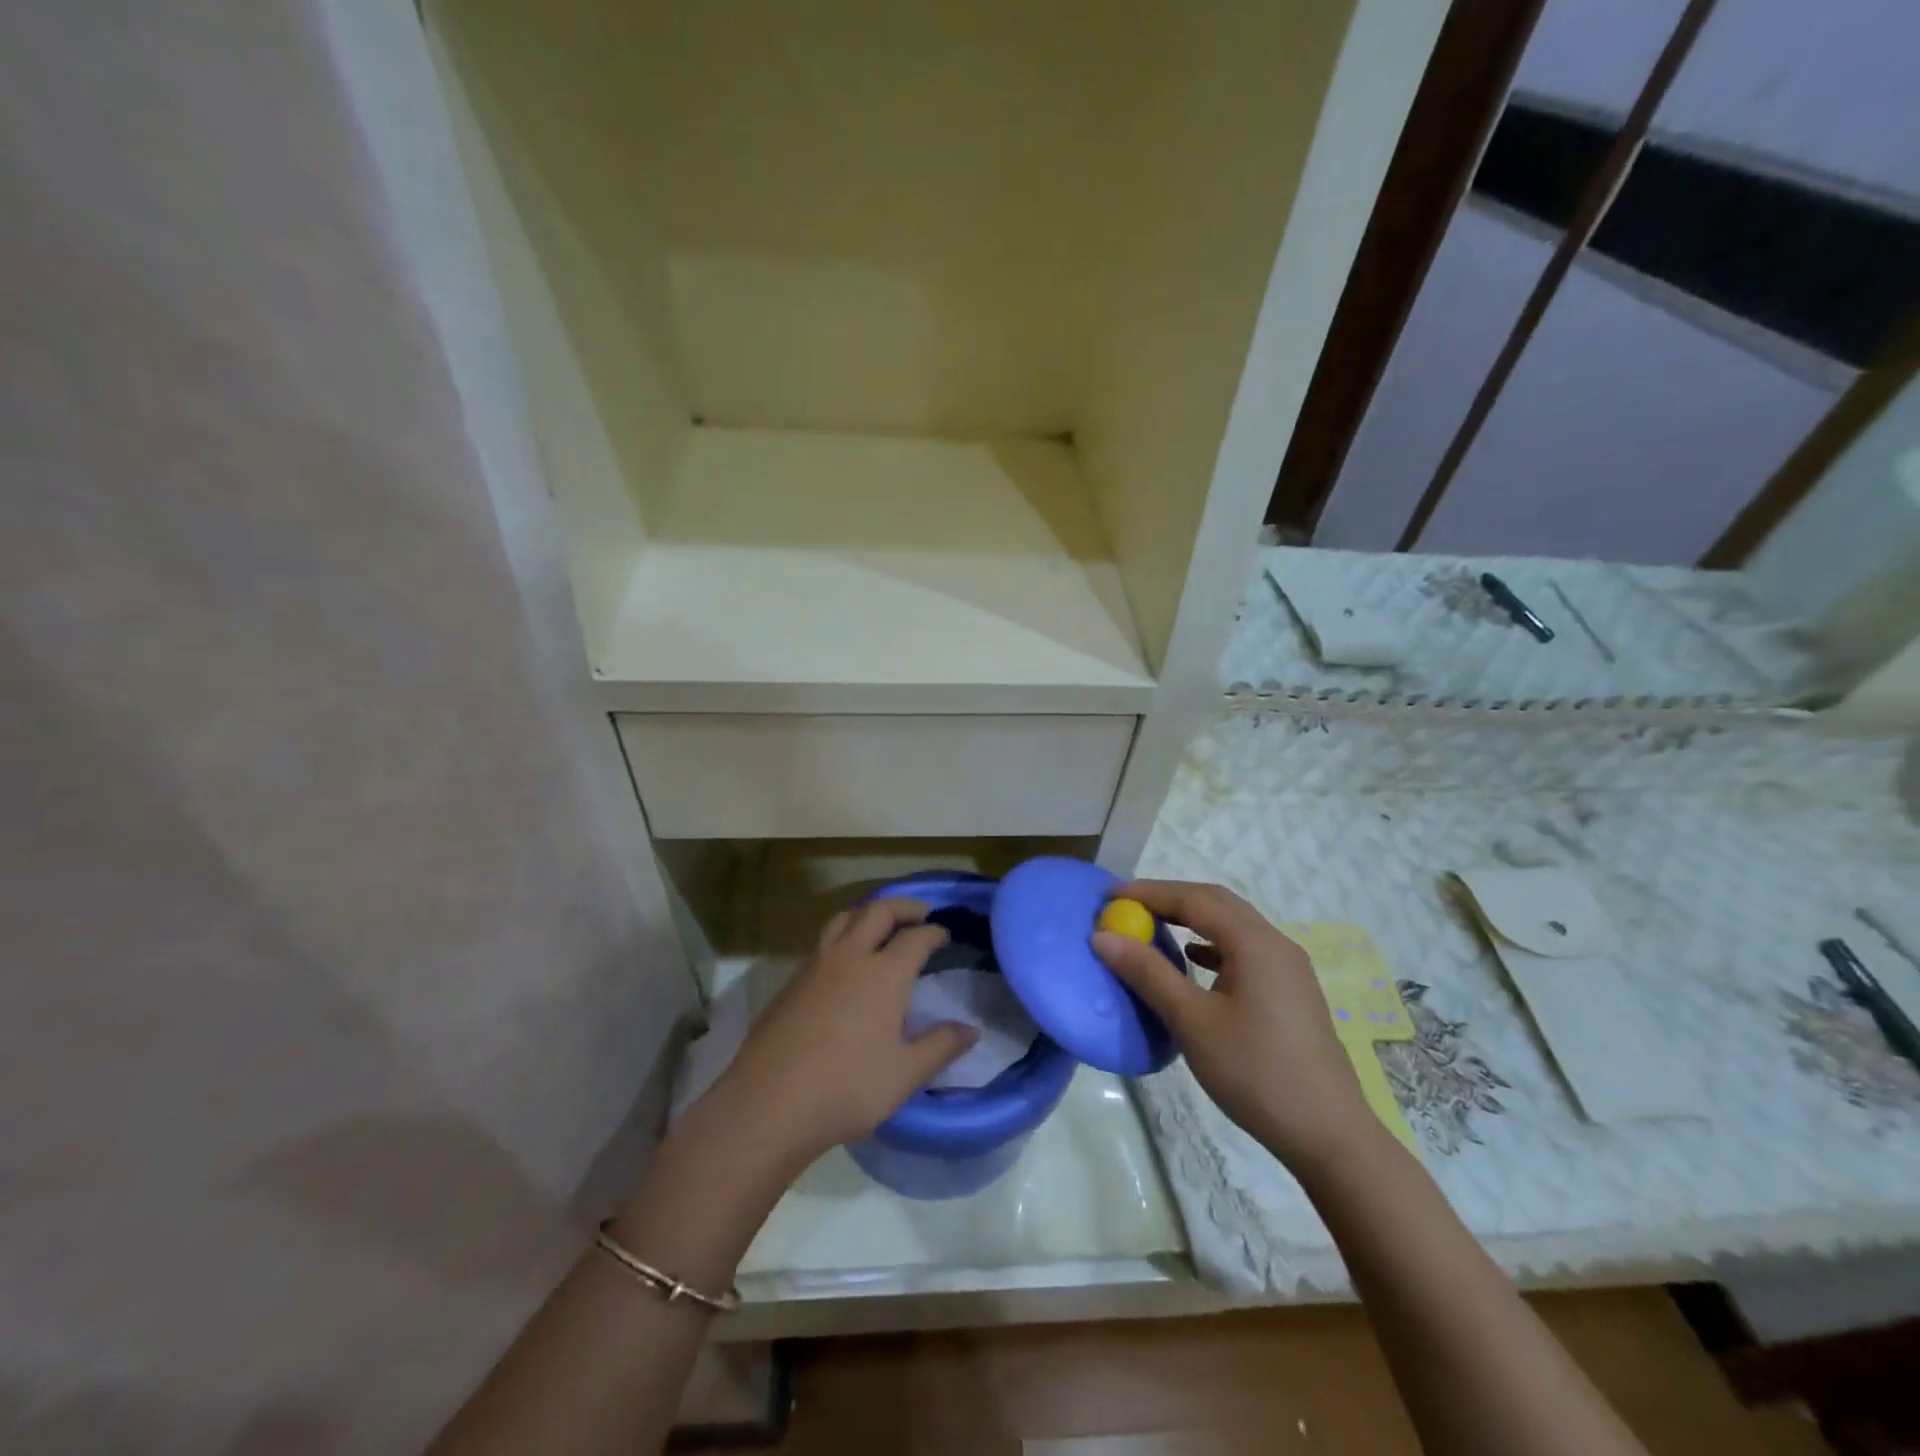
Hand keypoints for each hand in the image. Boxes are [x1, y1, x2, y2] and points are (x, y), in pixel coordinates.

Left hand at [716, 898, 977, 1170]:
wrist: (769, 1104)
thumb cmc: (847, 1089)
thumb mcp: (904, 1074)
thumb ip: (940, 1047)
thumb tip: (971, 1030)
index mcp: (884, 974)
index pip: (915, 937)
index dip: (933, 931)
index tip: (944, 934)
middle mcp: (850, 958)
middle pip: (878, 912)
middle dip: (903, 906)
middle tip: (920, 913)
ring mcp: (816, 966)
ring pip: (844, 919)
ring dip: (868, 913)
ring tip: (881, 925)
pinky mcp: (792, 982)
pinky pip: (823, 942)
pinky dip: (843, 936)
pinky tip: (846, 963)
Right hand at [1092, 879, 1374, 1170]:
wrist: (1329, 1135)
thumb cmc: (1255, 1072)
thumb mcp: (1192, 1022)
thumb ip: (1148, 973)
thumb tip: (1103, 937)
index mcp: (1254, 943)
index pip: (1193, 899)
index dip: (1149, 893)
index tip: (1109, 896)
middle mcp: (1275, 944)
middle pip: (1216, 903)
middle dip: (1170, 898)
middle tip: (1128, 907)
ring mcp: (1288, 968)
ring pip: (1233, 925)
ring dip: (1192, 918)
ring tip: (1153, 928)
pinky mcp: (1291, 991)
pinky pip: (1244, 949)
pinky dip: (1212, 943)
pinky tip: (1195, 961)